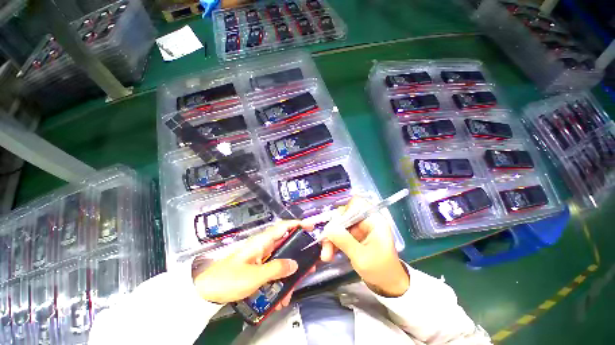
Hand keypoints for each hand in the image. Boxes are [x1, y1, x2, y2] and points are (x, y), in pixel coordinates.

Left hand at [192, 221, 313, 305]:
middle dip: (298, 254)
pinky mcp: (258, 268)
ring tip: (293, 289)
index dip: (297, 225)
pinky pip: (273, 271)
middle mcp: (263, 247)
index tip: (310, 227)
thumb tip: (294, 265)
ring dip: (288, 274)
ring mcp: (261, 258)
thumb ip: (276, 269)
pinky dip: (278, 281)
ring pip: (281, 260)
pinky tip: (279, 297)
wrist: (205, 292)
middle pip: (286, 245)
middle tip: (310, 263)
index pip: (283, 227)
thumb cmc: (227, 279)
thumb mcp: (254, 276)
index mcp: (262, 242)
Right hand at [320, 197, 409, 296]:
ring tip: (326, 255)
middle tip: (324, 243)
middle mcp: (365, 221)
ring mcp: (359, 228)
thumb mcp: (361, 257)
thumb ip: (344, 241)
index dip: (344, 211)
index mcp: (373, 220)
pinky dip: (333, 242)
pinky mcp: (354, 236)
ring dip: (330, 238)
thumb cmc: (380, 271)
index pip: (356, 203)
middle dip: (333, 229)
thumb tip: (328, 228)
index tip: (334, 225)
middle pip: (344, 215)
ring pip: (339, 225)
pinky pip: (339, 233)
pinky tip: (328, 254)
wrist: (387, 285)